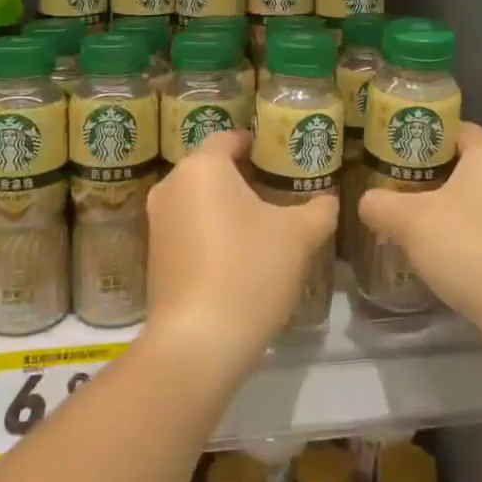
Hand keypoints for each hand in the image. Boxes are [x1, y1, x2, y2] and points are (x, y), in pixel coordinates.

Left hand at [146, 131, 338, 377]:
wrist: (197, 343)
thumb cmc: (249, 270)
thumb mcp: (298, 236)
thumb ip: (318, 210)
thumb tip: (327, 200)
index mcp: (202, 167)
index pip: (229, 138)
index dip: (256, 144)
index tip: (280, 157)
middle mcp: (171, 186)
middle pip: (211, 168)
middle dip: (243, 176)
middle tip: (278, 190)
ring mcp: (157, 222)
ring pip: (198, 199)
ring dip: (227, 206)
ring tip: (262, 224)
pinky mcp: (154, 256)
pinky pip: (187, 227)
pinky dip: (210, 231)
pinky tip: (238, 255)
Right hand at [358, 122, 481, 337]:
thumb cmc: (467, 245)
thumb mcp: (409, 221)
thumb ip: (380, 204)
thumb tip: (367, 202)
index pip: (455, 129)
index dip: (424, 137)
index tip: (396, 152)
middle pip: (466, 163)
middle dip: (432, 174)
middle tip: (398, 186)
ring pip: (478, 197)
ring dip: (449, 207)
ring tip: (415, 221)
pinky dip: (467, 232)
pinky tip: (443, 252)